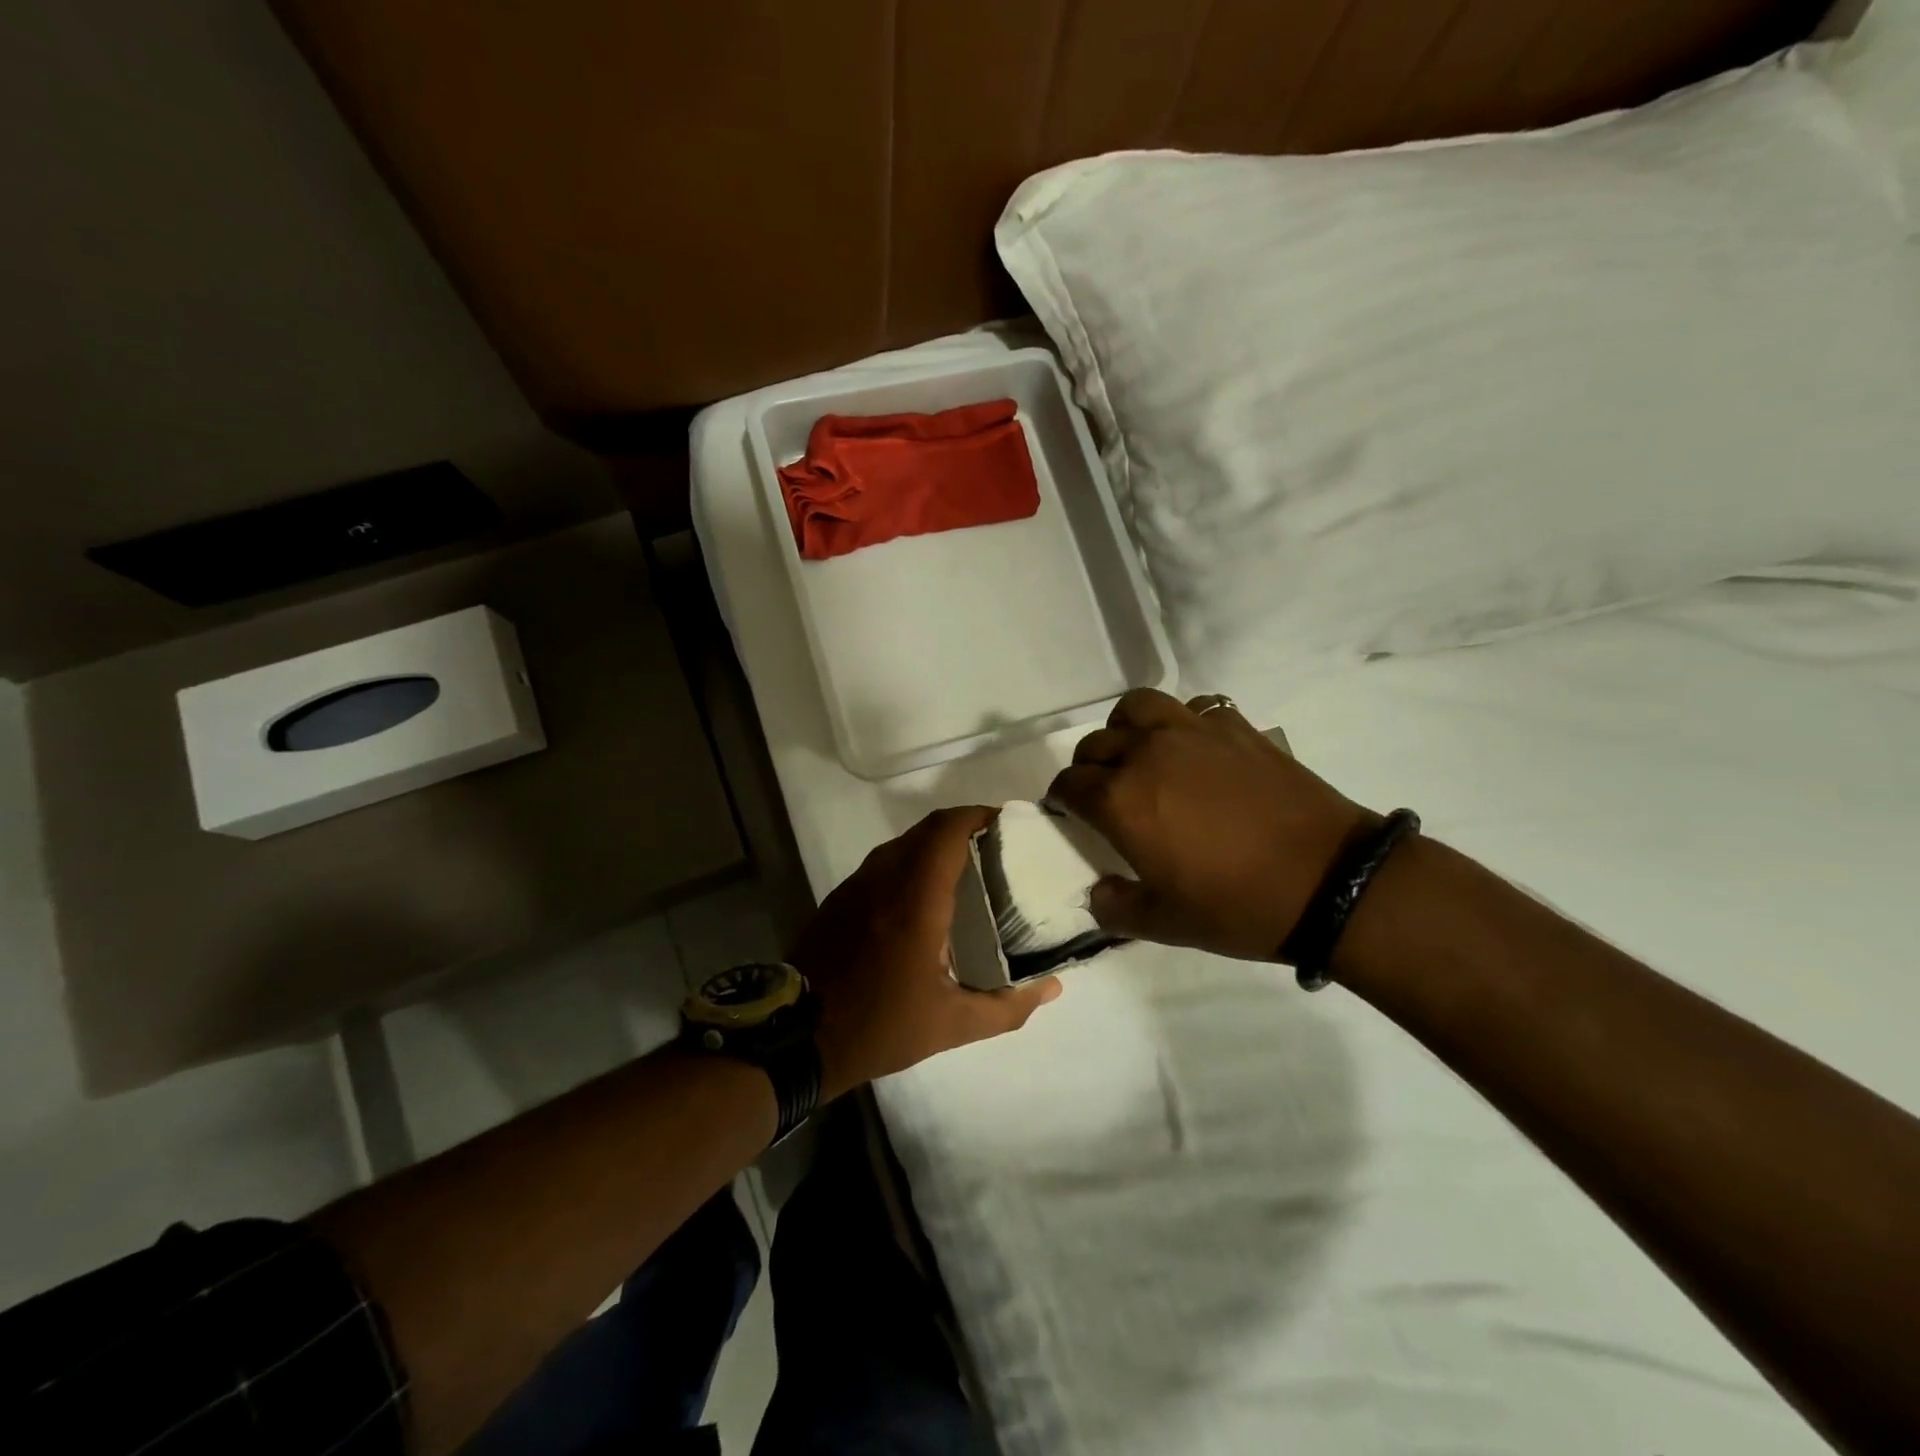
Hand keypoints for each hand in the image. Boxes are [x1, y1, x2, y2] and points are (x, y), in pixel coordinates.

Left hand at [790, 807, 1062, 1098]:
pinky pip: (882, 864)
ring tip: (966, 870)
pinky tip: (923, 897)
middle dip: (962, 828)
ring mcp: (855, 885)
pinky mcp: (839, 899)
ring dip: (934, 845)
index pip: (946, 830)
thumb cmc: (879, 1024)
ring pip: (902, 844)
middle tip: (995, 849)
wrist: (794, 1037)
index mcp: (915, 897)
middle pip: (926, 830)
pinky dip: (910, 863)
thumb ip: (1007, 1007)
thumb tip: (1052, 988)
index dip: (977, 815)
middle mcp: (883, 878)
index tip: (1006, 823)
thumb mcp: (951, 1025)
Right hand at [1045, 689, 1372, 960]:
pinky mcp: (1236, 727)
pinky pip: (1193, 708)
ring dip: (1126, 727)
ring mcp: (1193, 733)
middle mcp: (1147, 753)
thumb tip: (1099, 893)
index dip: (1062, 799)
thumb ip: (1116, 907)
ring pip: (1137, 707)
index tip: (1068, 812)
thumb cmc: (1238, 907)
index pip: (1069, 784)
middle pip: (1096, 743)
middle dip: (1089, 768)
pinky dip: (1182, 722)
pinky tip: (1195, 749)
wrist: (1329, 881)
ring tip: (1139, 752)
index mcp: (1120, 799)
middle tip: (1103, 792)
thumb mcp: (1165, 924)